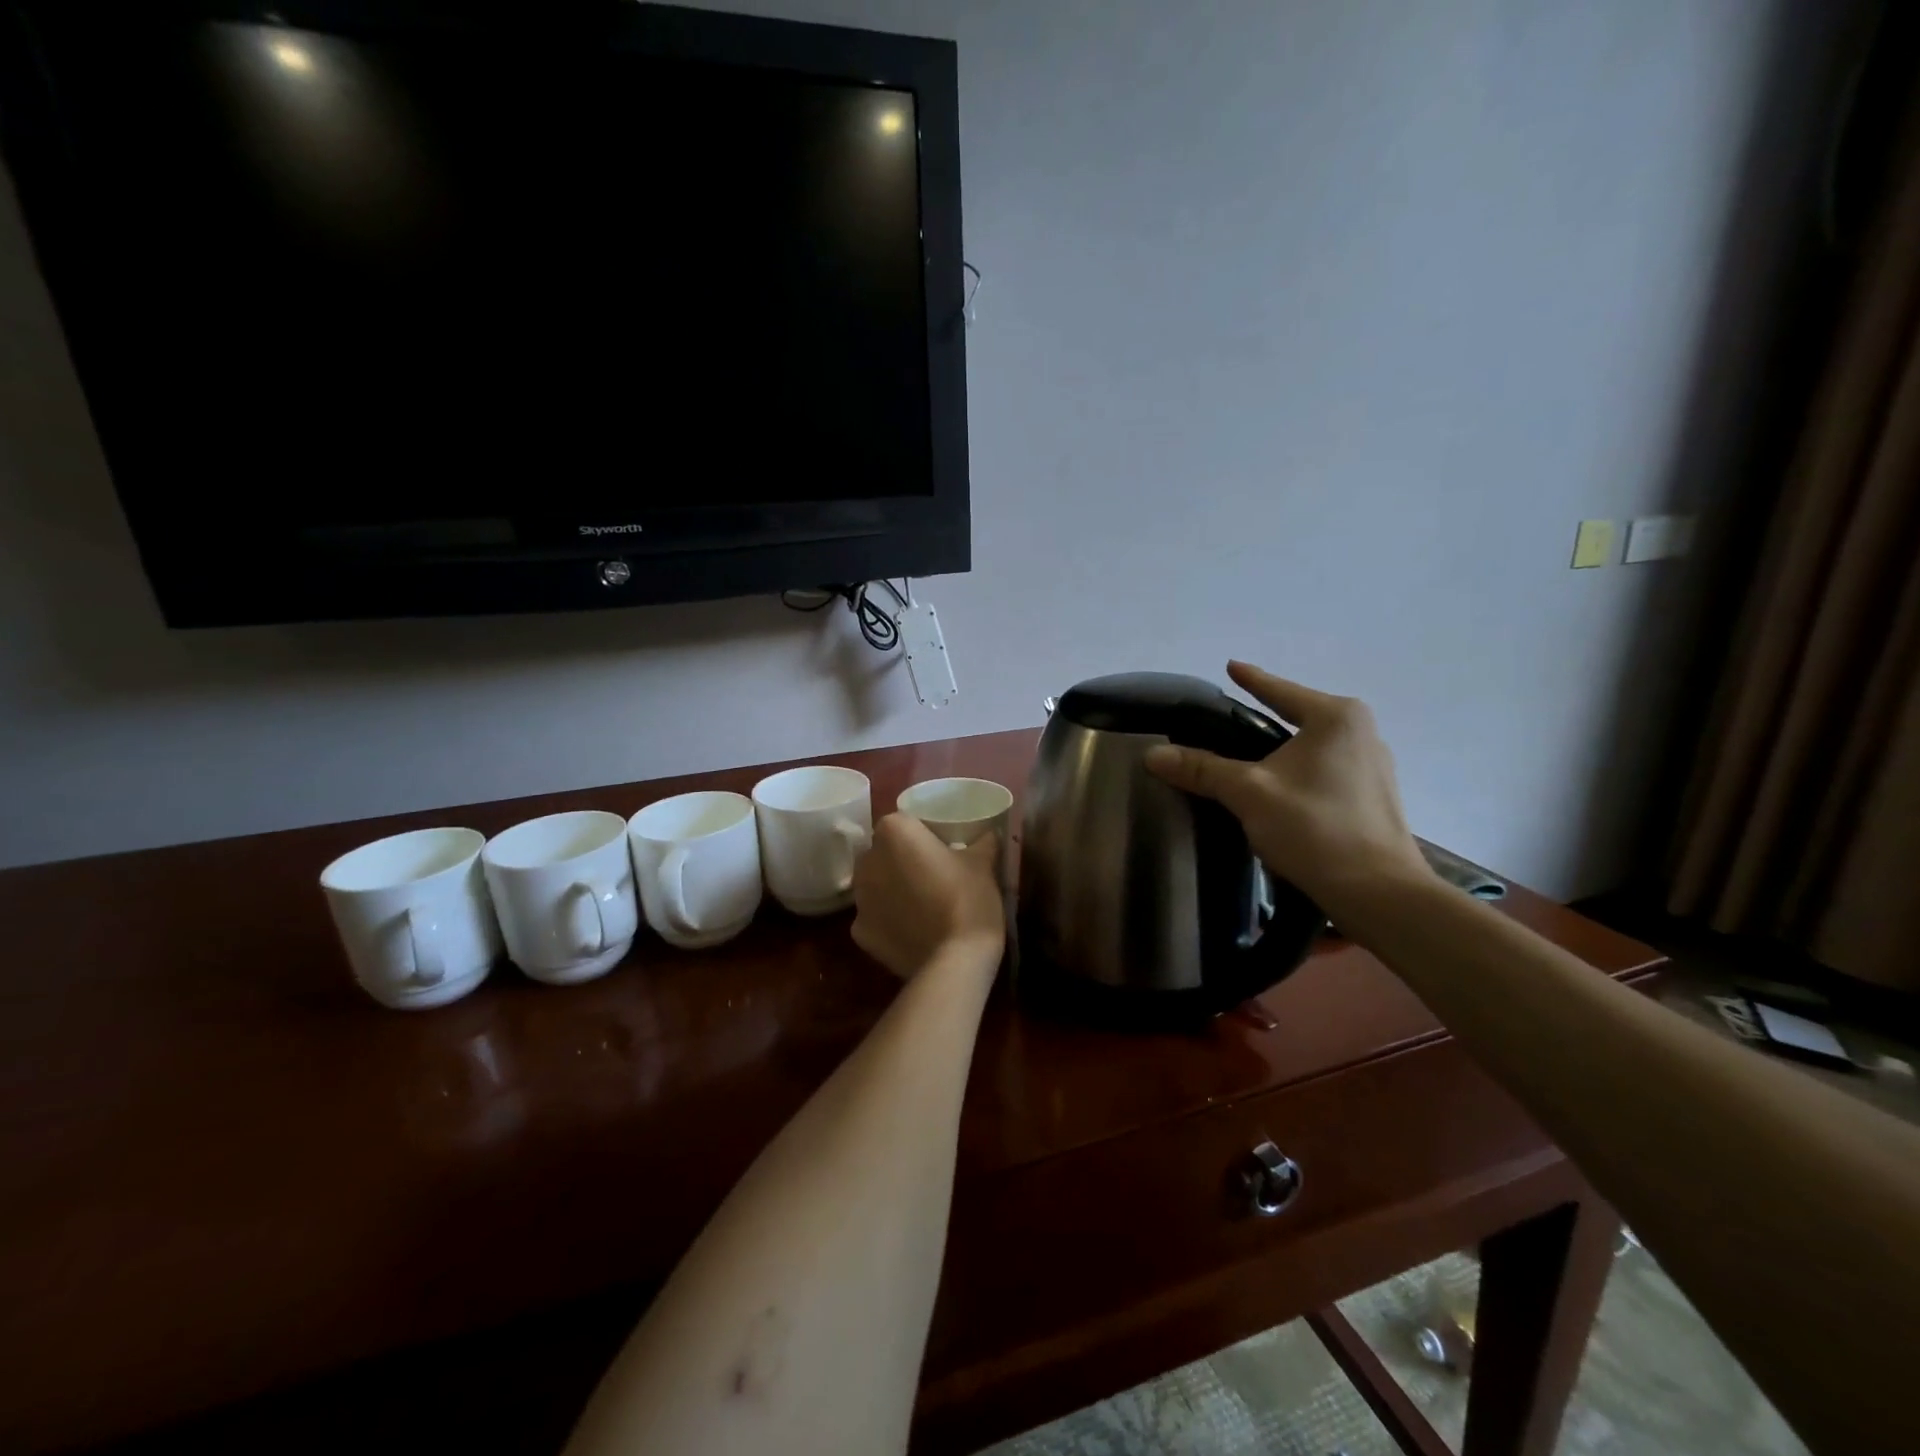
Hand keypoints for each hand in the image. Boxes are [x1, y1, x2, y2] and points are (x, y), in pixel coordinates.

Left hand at [851, 814, 1004, 977]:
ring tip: (922, 904)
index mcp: (893, 833)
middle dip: (903, 860)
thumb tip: (990, 832)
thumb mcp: (983, 862)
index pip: (904, 822)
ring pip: (876, 884)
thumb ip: (983, 840)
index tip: (942, 848)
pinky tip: (912, 930)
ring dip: (892, 889)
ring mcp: (859, 899)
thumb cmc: (968, 899)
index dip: (923, 834)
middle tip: (933, 874)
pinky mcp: (859, 933)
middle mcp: (867, 860)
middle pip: (884, 852)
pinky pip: (874, 917)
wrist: (955, 961)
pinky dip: (888, 921)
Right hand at [1144, 661, 1432, 915]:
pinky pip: (1326, 771)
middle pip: (1298, 717)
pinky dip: (1299, 773)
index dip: (1251, 679)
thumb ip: (1201, 768)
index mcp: (1336, 718)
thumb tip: (1152, 754)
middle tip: (1228, 722)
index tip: (1231, 666)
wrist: (1378, 894)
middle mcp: (1362, 732)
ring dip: (1283, 750)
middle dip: (1265, 719)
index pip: (1279, 691)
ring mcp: (1374, 766)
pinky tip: (1279, 790)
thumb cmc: (1314, 828)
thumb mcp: (1249, 793)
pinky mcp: (1375, 798)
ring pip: (1313, 747)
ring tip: (1249, 757)